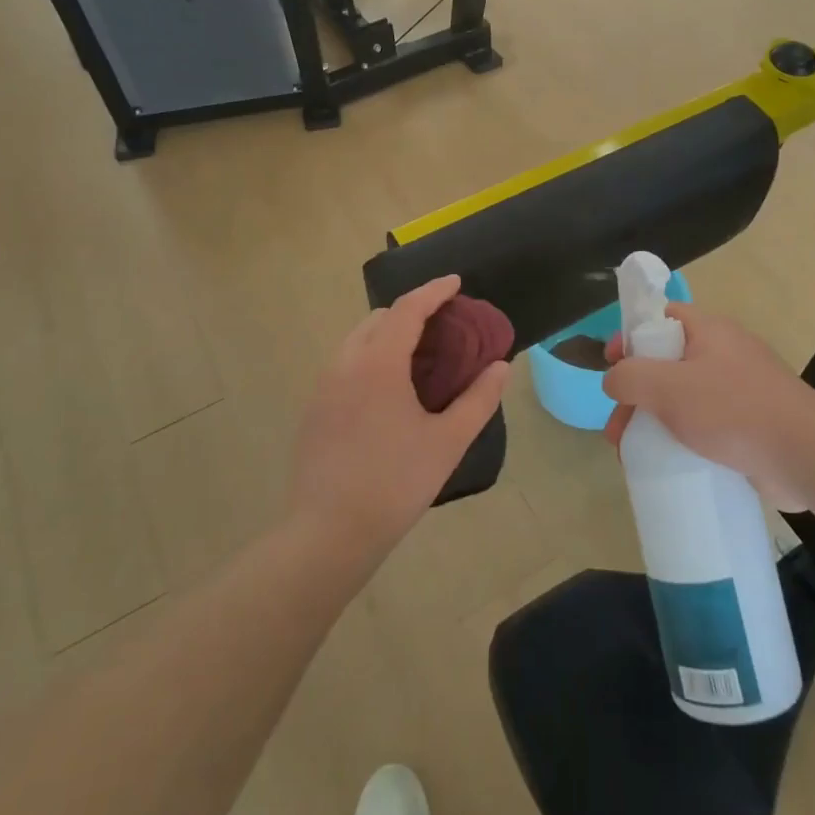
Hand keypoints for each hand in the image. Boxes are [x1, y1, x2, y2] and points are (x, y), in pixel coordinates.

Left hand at [287, 275, 510, 561]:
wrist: (328, 532)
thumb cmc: (395, 483)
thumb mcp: (448, 442)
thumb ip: (478, 399)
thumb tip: (501, 367)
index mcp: (378, 363)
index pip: (408, 309)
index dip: (434, 290)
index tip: (456, 282)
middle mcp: (345, 363)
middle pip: (379, 319)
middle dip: (412, 311)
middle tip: (444, 325)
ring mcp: (323, 385)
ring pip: (358, 340)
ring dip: (388, 334)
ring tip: (418, 356)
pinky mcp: (313, 408)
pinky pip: (344, 364)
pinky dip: (370, 357)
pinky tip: (389, 389)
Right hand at [601, 304, 814, 510]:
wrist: (805, 455)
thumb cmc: (732, 410)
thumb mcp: (668, 387)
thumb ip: (630, 377)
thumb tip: (613, 380)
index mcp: (708, 331)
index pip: (661, 317)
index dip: (630, 335)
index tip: (610, 364)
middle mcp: (724, 353)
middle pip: (666, 362)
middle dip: (635, 393)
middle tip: (616, 428)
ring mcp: (740, 389)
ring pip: (683, 397)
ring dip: (653, 420)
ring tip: (632, 454)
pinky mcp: (750, 423)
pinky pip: (705, 423)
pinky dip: (681, 438)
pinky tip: (667, 461)